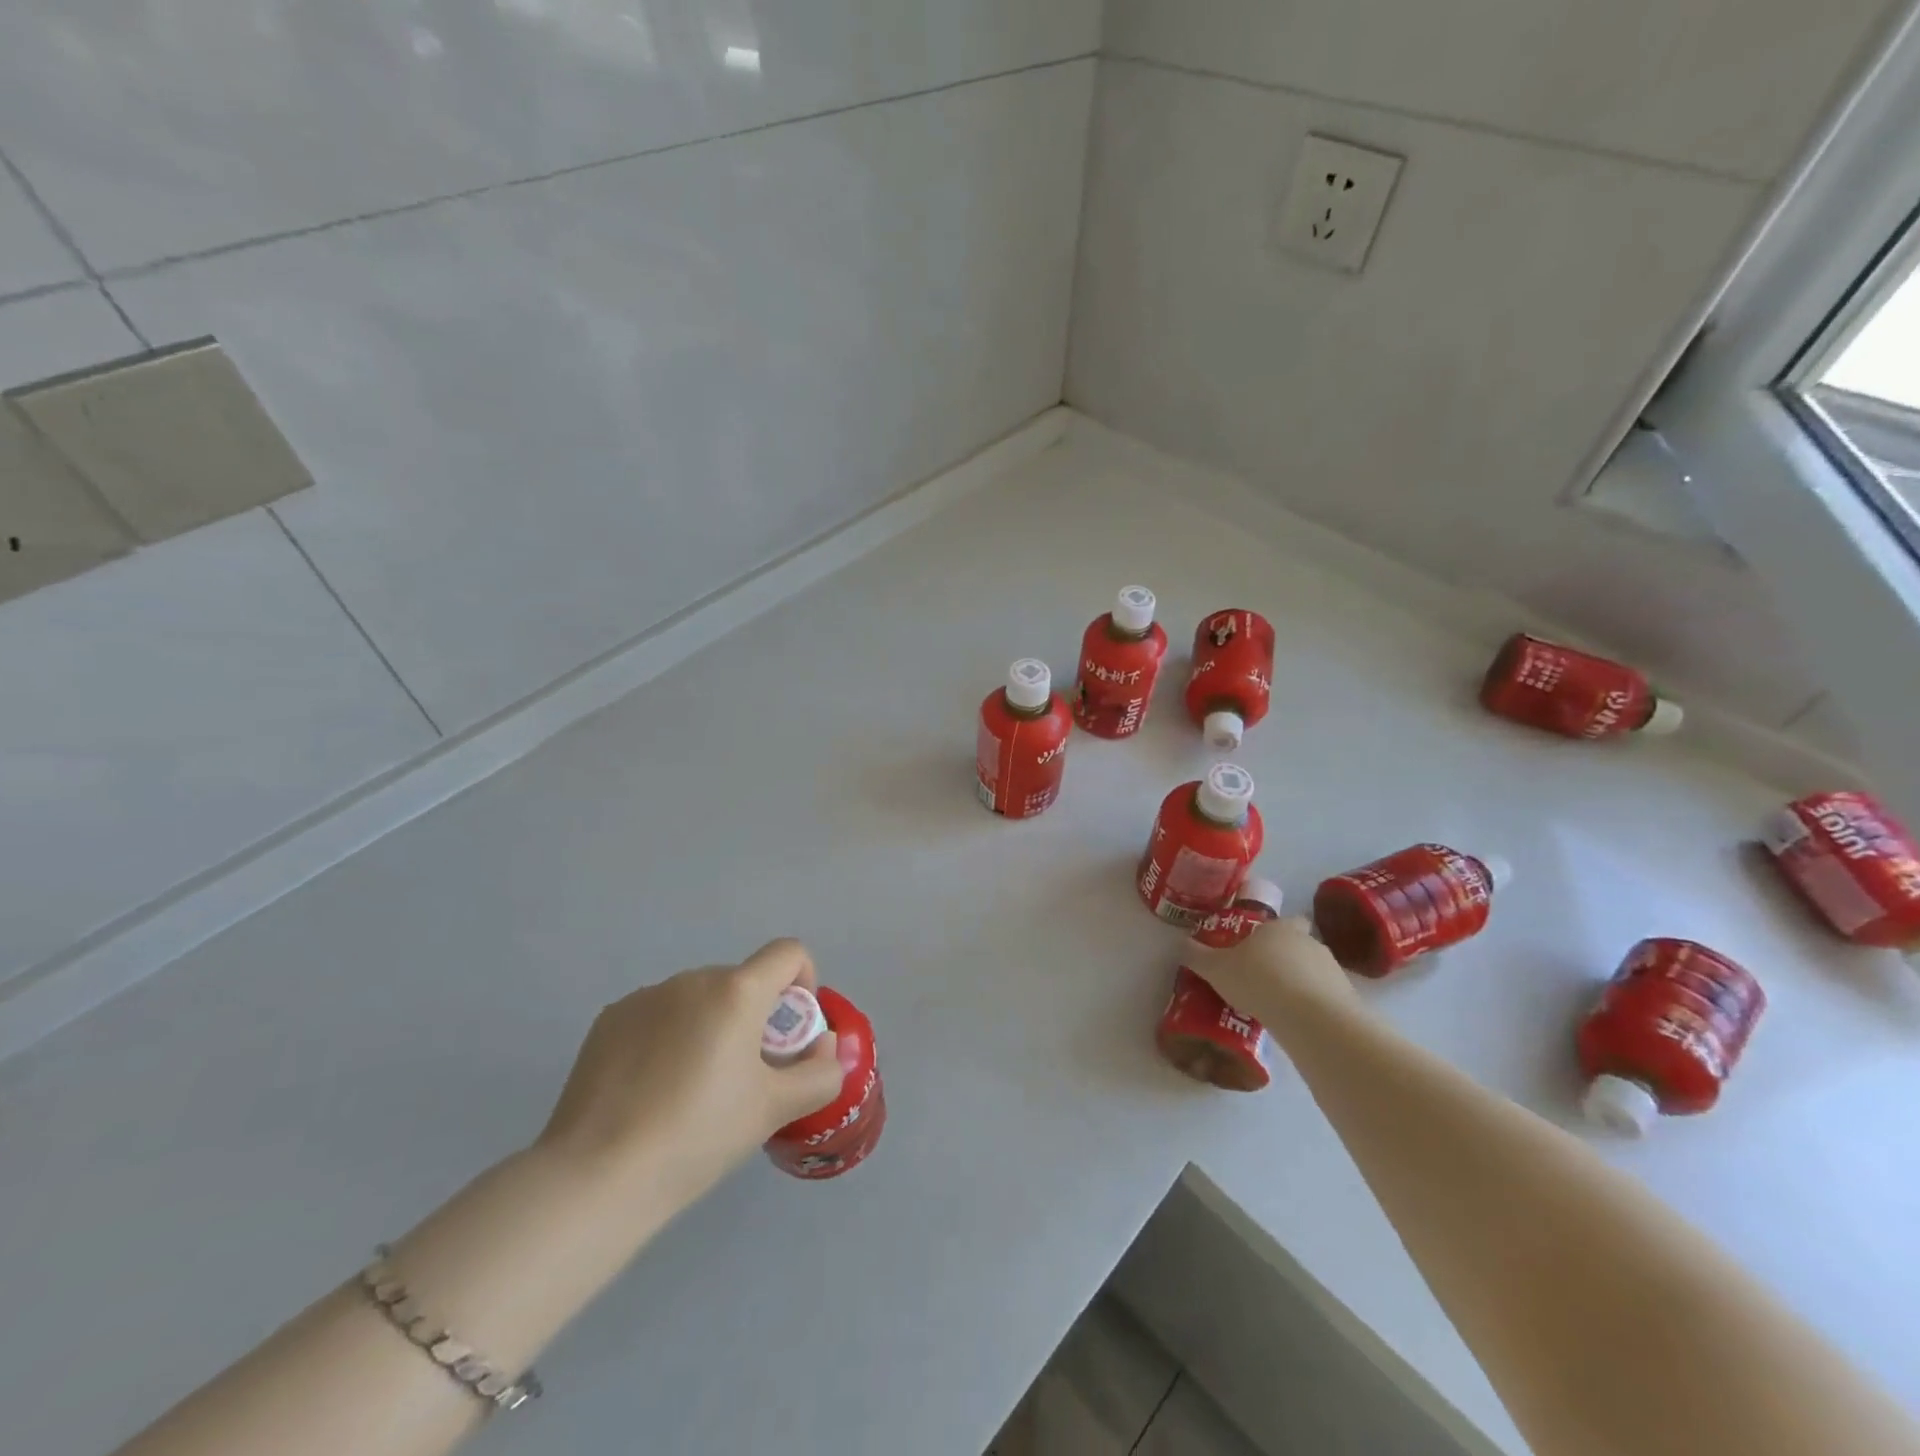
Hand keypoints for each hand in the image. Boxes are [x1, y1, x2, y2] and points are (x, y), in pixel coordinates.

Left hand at [534, 939, 845, 1203]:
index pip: (789, 953)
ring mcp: (645, 996)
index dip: (803, 982)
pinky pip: (658, 1015)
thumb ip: (818, 1074)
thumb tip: (825, 1048)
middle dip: (754, 1016)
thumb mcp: (773, 1110)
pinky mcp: (609, 1020)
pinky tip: (651, 1090)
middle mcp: (692, 980)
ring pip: (699, 999)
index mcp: (737, 991)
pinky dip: (669, 1037)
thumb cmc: (698, 1136)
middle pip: (742, 981)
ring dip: (711, 1025)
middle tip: (744, 1076)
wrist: (596, 1177)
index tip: (790, 1033)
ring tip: (692, 1089)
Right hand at [1188, 915, 1359, 1029]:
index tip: (1262, 947)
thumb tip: (1181, 944)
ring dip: (1301, 984)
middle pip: (1299, 945)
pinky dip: (1314, 1006)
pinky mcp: (1347, 998)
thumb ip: (1198, 956)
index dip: (1275, 932)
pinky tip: (1297, 1023)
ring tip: (1279, 1006)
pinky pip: (1326, 998)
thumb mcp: (1216, 969)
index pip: (1285, 920)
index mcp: (1278, 928)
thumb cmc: (1259, 981)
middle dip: (1286, 959)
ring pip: (1314, 972)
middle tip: (1264, 979)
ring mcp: (1332, 969)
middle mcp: (1309, 942)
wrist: (1311, 1017)